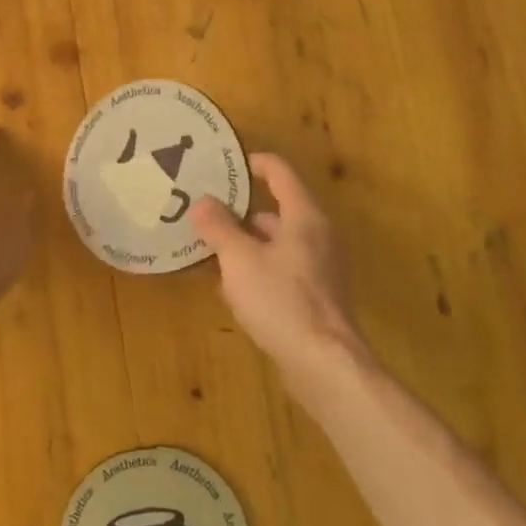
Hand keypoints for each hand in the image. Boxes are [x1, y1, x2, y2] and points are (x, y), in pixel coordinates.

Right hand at [190, 153, 365, 388]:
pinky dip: (258, 269)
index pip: (280, 173)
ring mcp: (321, 268)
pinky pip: (282, 269)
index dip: (253, 163)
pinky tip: (232, 288)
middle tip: (205, 212)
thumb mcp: (239, 258)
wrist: (323, 363)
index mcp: (304, 217)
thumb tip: (202, 201)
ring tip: (210, 250)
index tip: (223, 165)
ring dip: (246, 243)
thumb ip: (219, 227)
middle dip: (240, 211)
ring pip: (277, 243)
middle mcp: (318, 236)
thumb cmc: (280, 299)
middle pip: (277, 210)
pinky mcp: (317, 297)